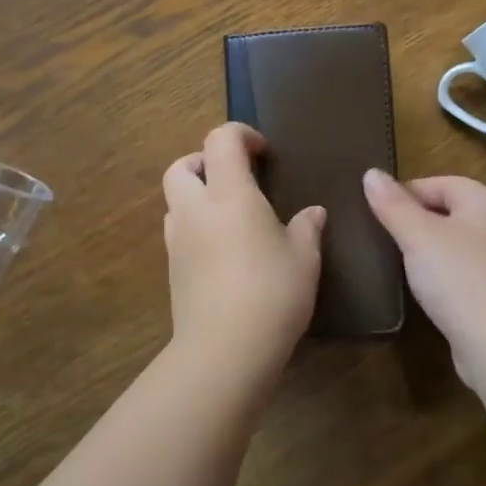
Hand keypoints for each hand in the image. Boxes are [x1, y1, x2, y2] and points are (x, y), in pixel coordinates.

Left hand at [162, 123, 325, 369]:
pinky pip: (179, 232)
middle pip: (182, 166)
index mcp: (229, 194)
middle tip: (237, 179)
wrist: (224, 350)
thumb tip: (313, 213)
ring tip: (231, 216)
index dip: (242, 135)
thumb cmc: (272, 293)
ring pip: (175, 199)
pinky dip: (196, 227)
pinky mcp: (173, 269)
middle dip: (206, 162)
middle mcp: (196, 209)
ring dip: (197, 195)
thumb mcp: (304, 259)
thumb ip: (307, 228)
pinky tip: (223, 251)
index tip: (265, 154)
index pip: (220, 140)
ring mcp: (178, 240)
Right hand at [362, 170, 485, 381]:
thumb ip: (393, 204)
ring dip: (425, 250)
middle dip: (414, 220)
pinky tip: (420, 288)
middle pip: (448, 211)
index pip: (440, 183)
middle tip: (381, 235)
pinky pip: (460, 272)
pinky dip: (439, 275)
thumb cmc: (459, 279)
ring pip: (453, 243)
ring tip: (394, 261)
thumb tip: (371, 173)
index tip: (376, 212)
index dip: (406, 193)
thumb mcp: (418, 236)